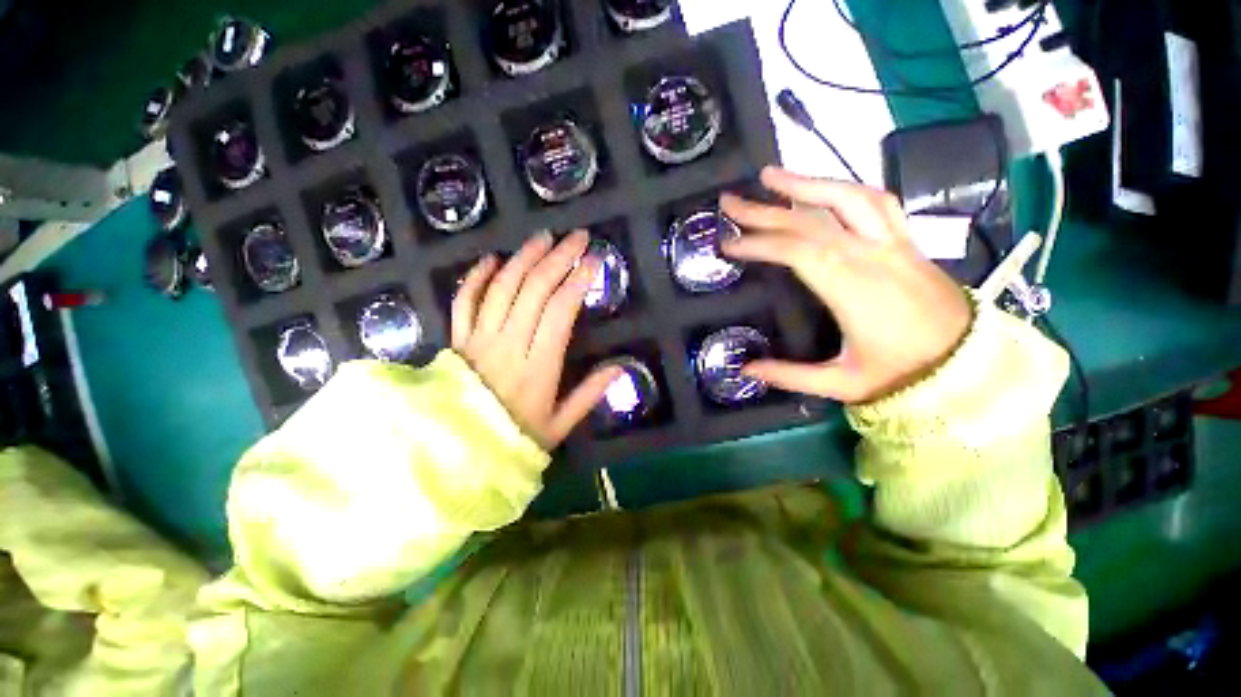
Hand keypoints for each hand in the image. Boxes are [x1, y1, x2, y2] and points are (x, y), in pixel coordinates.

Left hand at [452, 230, 622, 448]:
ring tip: (544, 238)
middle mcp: (508, 345)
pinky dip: (477, 277)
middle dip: (558, 258)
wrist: (459, 452)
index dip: (577, 282)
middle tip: (577, 237)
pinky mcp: (458, 340)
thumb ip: (589, 395)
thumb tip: (620, 368)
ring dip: (524, 258)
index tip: (593, 262)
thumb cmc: (515, 438)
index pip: (559, 312)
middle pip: (533, 290)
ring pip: (501, 288)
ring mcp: (479, 340)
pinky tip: (492, 259)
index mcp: (538, 367)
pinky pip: (464, 301)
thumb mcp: (560, 424)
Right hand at [720, 167, 971, 403]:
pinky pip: (877, 201)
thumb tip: (745, 368)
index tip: (728, 243)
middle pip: (812, 220)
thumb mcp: (842, 385)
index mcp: (854, 290)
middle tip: (730, 200)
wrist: (972, 365)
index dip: (760, 243)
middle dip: (765, 209)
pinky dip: (844, 188)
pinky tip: (823, 187)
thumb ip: (790, 376)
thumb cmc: (904, 375)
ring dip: (805, 183)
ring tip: (771, 175)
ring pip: (848, 198)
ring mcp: (894, 243)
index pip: (799, 252)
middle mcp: (873, 256)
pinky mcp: (907, 241)